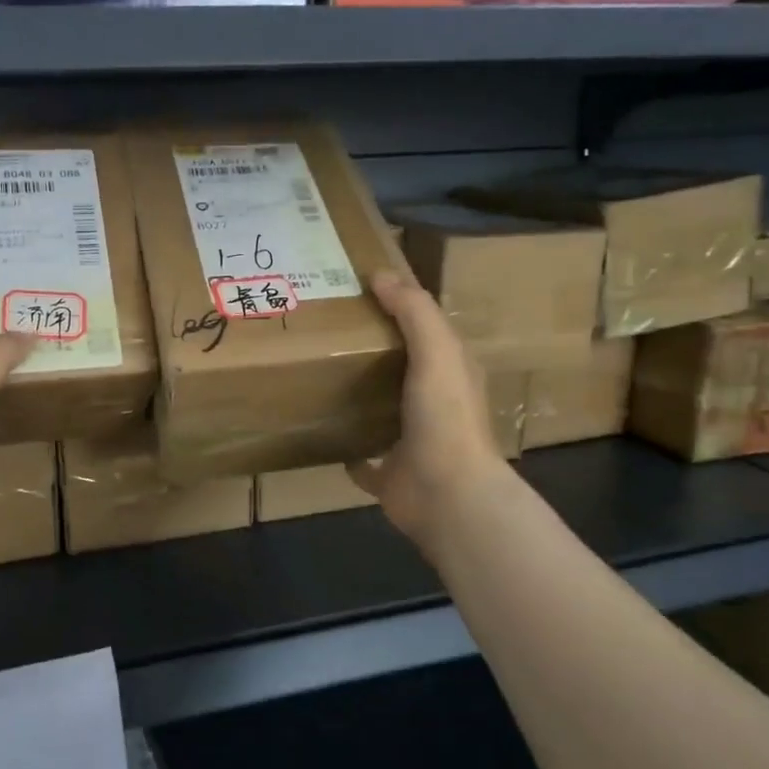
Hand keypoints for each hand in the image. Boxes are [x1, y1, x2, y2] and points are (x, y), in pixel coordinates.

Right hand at [348, 270, 509, 557]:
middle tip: (328, 331)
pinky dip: (347, 449)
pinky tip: (323, 433)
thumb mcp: (436, 352)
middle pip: (401, 371)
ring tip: (319, 376)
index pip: (426, 332)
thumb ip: (414, 312)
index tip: (360, 293)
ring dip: (360, 398)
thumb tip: (381, 274)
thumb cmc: (445, 416)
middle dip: (373, 353)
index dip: (400, 310)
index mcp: (450, 374)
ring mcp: (410, 443)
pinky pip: (362, 460)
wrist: (445, 493)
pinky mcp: (387, 475)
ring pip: (381, 413)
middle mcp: (433, 406)